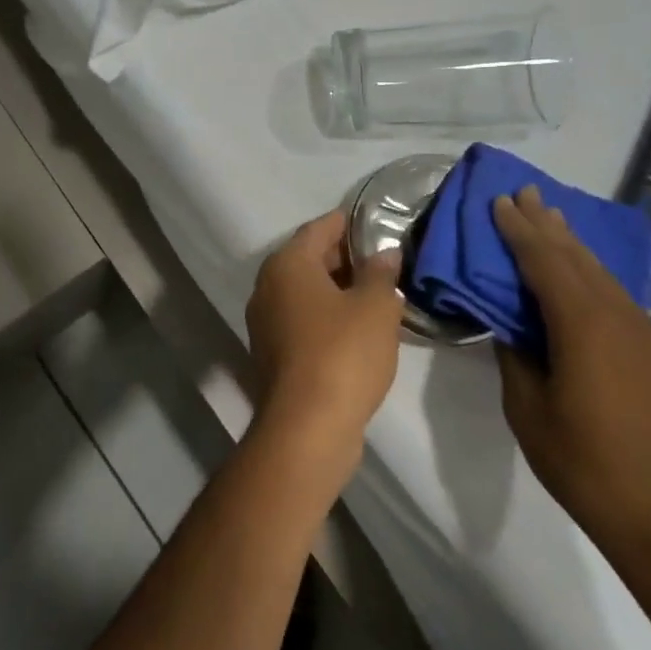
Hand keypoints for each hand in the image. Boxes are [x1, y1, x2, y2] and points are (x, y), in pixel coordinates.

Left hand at [245, 210, 404, 464]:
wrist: (307, 426)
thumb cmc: (343, 353)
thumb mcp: (376, 307)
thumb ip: (381, 273)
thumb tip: (385, 253)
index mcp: (287, 264)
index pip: (319, 228)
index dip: (348, 223)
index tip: (376, 223)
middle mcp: (268, 287)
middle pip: (309, 259)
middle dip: (345, 257)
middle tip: (384, 260)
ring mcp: (265, 322)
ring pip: (306, 292)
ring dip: (337, 289)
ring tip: (377, 292)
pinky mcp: (272, 353)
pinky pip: (303, 320)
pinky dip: (327, 316)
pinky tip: (358, 327)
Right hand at [491, 187, 650, 573]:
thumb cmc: (585, 464)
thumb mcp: (528, 409)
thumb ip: (515, 355)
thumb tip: (509, 323)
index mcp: (582, 324)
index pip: (544, 261)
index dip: (519, 230)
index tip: (499, 201)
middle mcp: (618, 316)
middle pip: (576, 257)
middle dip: (547, 224)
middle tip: (525, 192)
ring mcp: (643, 333)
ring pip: (600, 273)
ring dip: (572, 244)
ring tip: (551, 218)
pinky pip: (616, 294)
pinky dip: (591, 273)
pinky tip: (585, 272)